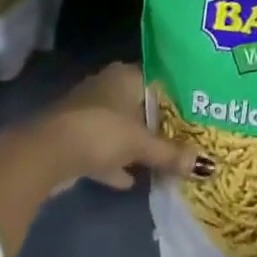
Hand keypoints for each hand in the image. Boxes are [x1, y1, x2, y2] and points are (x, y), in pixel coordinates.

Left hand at [32, 62, 205, 190]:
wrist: (47, 153)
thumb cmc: (101, 131)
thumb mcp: (141, 143)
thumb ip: (172, 153)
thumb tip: (209, 166)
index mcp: (125, 75)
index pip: (158, 79)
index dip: (177, 97)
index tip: (198, 112)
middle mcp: (108, 87)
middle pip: (141, 105)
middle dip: (158, 124)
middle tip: (187, 139)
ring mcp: (89, 113)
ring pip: (121, 128)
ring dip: (136, 144)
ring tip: (163, 161)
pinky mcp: (76, 138)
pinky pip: (104, 149)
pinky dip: (116, 163)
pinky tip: (132, 181)